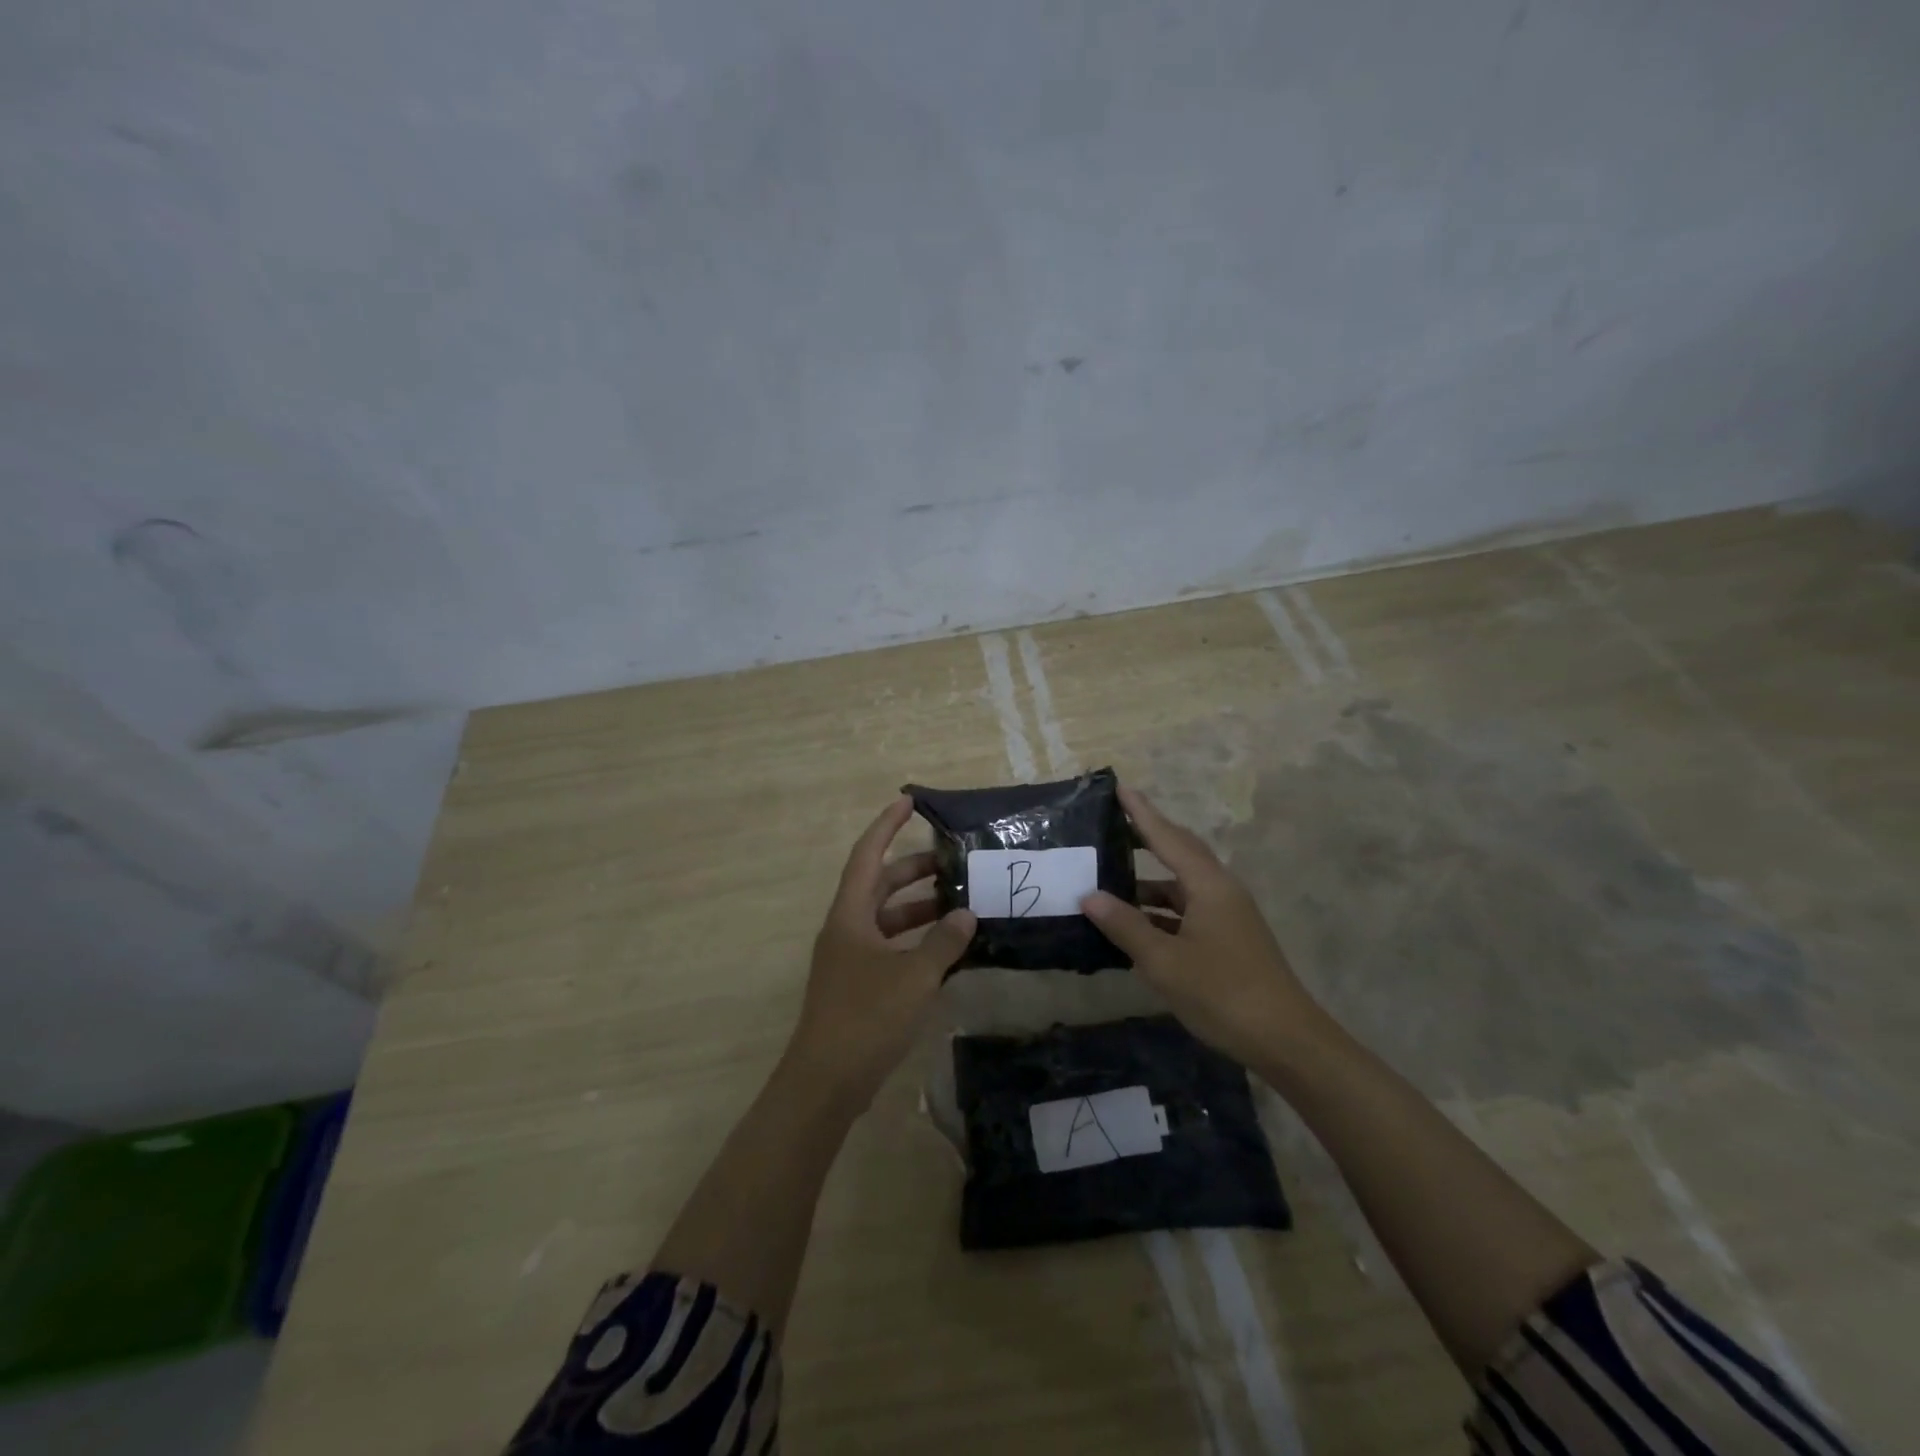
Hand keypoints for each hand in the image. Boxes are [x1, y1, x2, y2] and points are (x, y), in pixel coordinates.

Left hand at [784, 797, 974, 1108]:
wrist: (825, 1082)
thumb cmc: (866, 1017)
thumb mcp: (913, 976)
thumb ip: (943, 942)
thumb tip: (965, 914)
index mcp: (850, 915)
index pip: (867, 855)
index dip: (886, 826)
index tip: (909, 801)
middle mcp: (846, 929)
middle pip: (880, 885)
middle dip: (914, 870)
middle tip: (953, 862)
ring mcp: (850, 959)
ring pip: (887, 919)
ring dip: (919, 909)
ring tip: (959, 903)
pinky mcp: (858, 986)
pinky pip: (890, 948)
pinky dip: (916, 942)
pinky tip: (946, 950)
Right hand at [1081, 785, 1325, 1070]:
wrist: (1285, 1040)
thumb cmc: (1222, 993)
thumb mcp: (1164, 961)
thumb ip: (1125, 926)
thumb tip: (1090, 896)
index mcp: (1209, 885)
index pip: (1168, 838)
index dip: (1142, 813)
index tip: (1119, 788)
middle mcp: (1220, 891)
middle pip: (1180, 853)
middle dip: (1147, 838)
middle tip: (1112, 826)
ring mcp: (1227, 916)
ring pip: (1181, 887)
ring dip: (1148, 884)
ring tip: (1109, 882)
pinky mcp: (1228, 940)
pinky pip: (1186, 911)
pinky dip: (1159, 912)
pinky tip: (1134, 925)